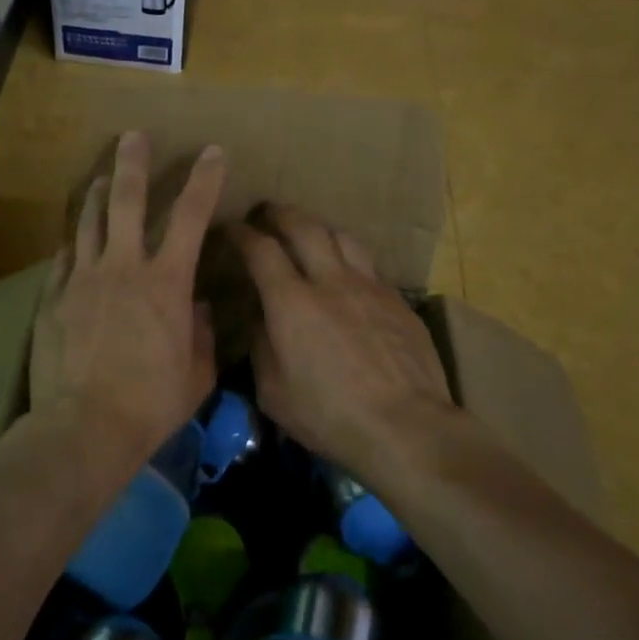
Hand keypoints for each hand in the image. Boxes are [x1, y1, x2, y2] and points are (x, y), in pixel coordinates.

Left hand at [30, 132, 226, 458]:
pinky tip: (74, 238)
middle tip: (133, 136)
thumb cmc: (152, 404)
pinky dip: (73, 243)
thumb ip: (199, 334)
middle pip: (125, 200)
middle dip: (132, 163)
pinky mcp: (53, 298)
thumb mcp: (196, 374)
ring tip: (101, 177)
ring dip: (97, 194)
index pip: (190, 216)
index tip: (212, 152)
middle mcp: (123, 267)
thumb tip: (195, 307)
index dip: (204, 180)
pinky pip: (63, 259)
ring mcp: (82, 279)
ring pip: (88, 221)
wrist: (85, 428)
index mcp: (167, 282)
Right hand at [234, 204, 454, 475]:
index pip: (261, 250)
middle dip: (281, 213)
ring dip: (319, 228)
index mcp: (291, 302)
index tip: (232, 228)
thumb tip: (261, 319)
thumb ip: (261, 346)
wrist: (405, 426)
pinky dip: (349, 260)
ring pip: (342, 236)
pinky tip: (349, 276)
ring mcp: (370, 287)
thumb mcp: (273, 392)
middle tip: (268, 212)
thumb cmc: (329, 416)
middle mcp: (331, 281)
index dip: (242, 233)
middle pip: (304, 226)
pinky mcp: (398, 301)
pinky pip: (369, 266)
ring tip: (310, 233)